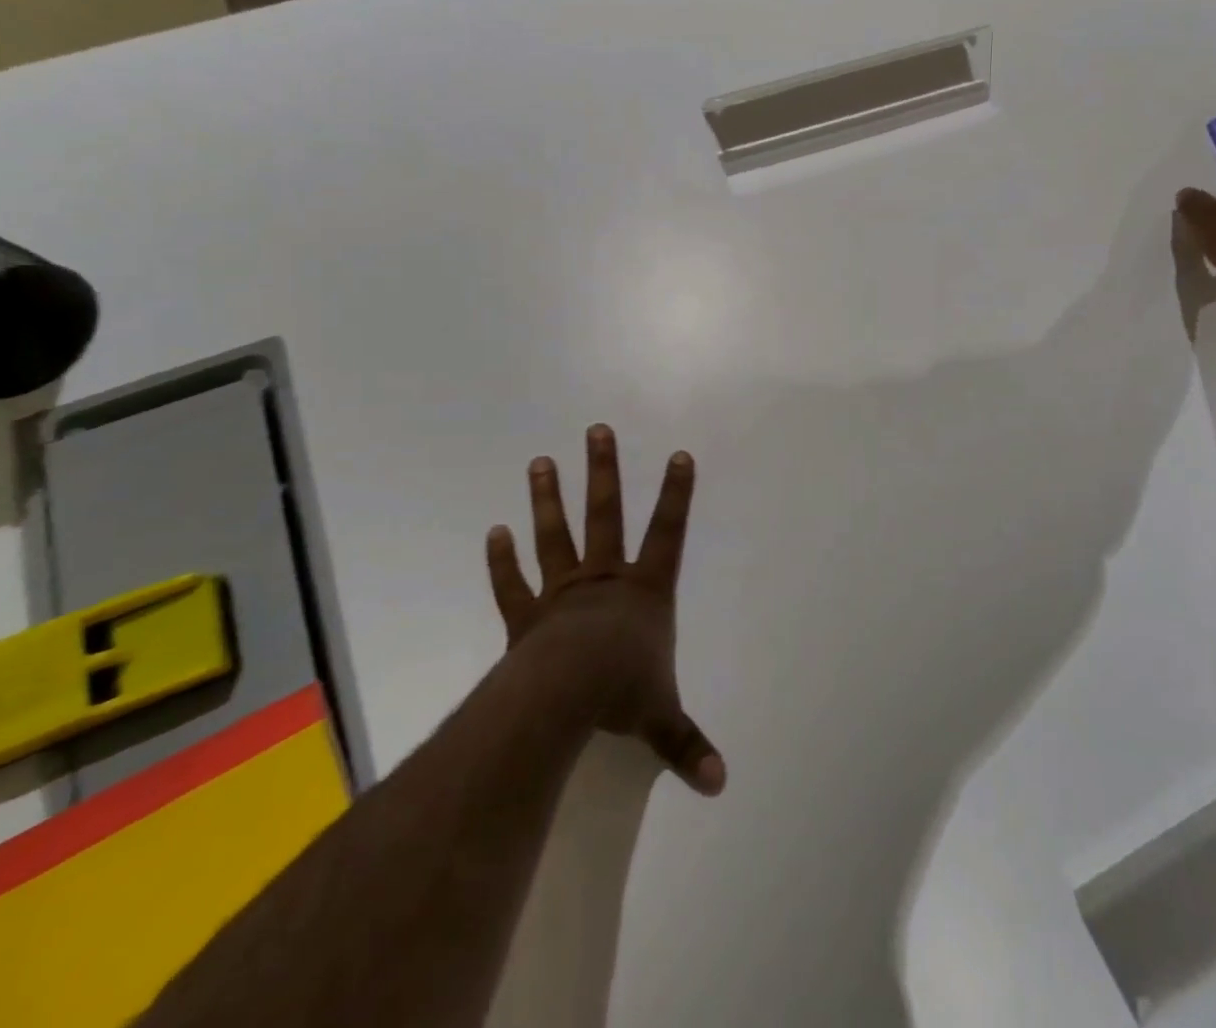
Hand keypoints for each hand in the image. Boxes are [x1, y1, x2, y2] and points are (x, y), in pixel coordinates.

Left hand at [486, 425, 725, 795]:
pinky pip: (512, 583)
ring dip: (547, 498)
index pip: (668, 533)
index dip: (676, 494)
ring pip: (556, 535)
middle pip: (606, 514)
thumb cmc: (621, 694)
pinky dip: (501, 560)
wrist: (563, 697)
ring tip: (539, 462)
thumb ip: (688, 745)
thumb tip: (721, 784)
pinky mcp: (527, 616)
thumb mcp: (661, 718)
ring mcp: (563, 592)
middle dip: (603, 471)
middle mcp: (605, 580)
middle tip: (596, 430)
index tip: (679, 455)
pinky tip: (493, 532)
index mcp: (644, 592)